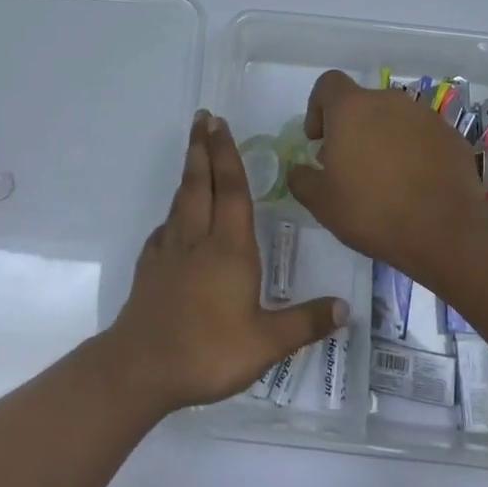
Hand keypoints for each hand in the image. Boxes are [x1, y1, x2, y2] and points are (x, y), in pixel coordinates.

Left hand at [108, 112, 347, 411]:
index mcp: (229, 248)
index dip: (227, 155)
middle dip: (202, 148)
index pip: (231, 190)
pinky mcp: (150, 267)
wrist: (141, 368)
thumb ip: (305, 322)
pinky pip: (164, 229)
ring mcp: (169, 251)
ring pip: (180, 201)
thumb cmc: (208, 352)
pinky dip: (172, 213)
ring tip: (193, 154)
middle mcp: (198, 239)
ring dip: (188, 172)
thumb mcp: (266, 344)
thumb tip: (346, 307)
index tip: (220, 125)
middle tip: (201, 118)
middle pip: (199, 183)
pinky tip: (174, 220)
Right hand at [286, 71, 487, 278]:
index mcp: (352, 108)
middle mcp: (389, 101)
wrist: (446, 231)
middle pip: (362, 103)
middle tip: (348, 166)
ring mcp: (425, 116)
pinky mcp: (451, 136)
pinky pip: (422, 136)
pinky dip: (412, 151)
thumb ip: (302, 180)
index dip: (318, 107)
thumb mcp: (322, 203)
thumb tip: (299, 171)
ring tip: (383, 178)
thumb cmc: (372, 211)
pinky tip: (413, 185)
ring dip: (382, 139)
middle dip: (351, 128)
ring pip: (394, 119)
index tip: (319, 139)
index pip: (329, 84)